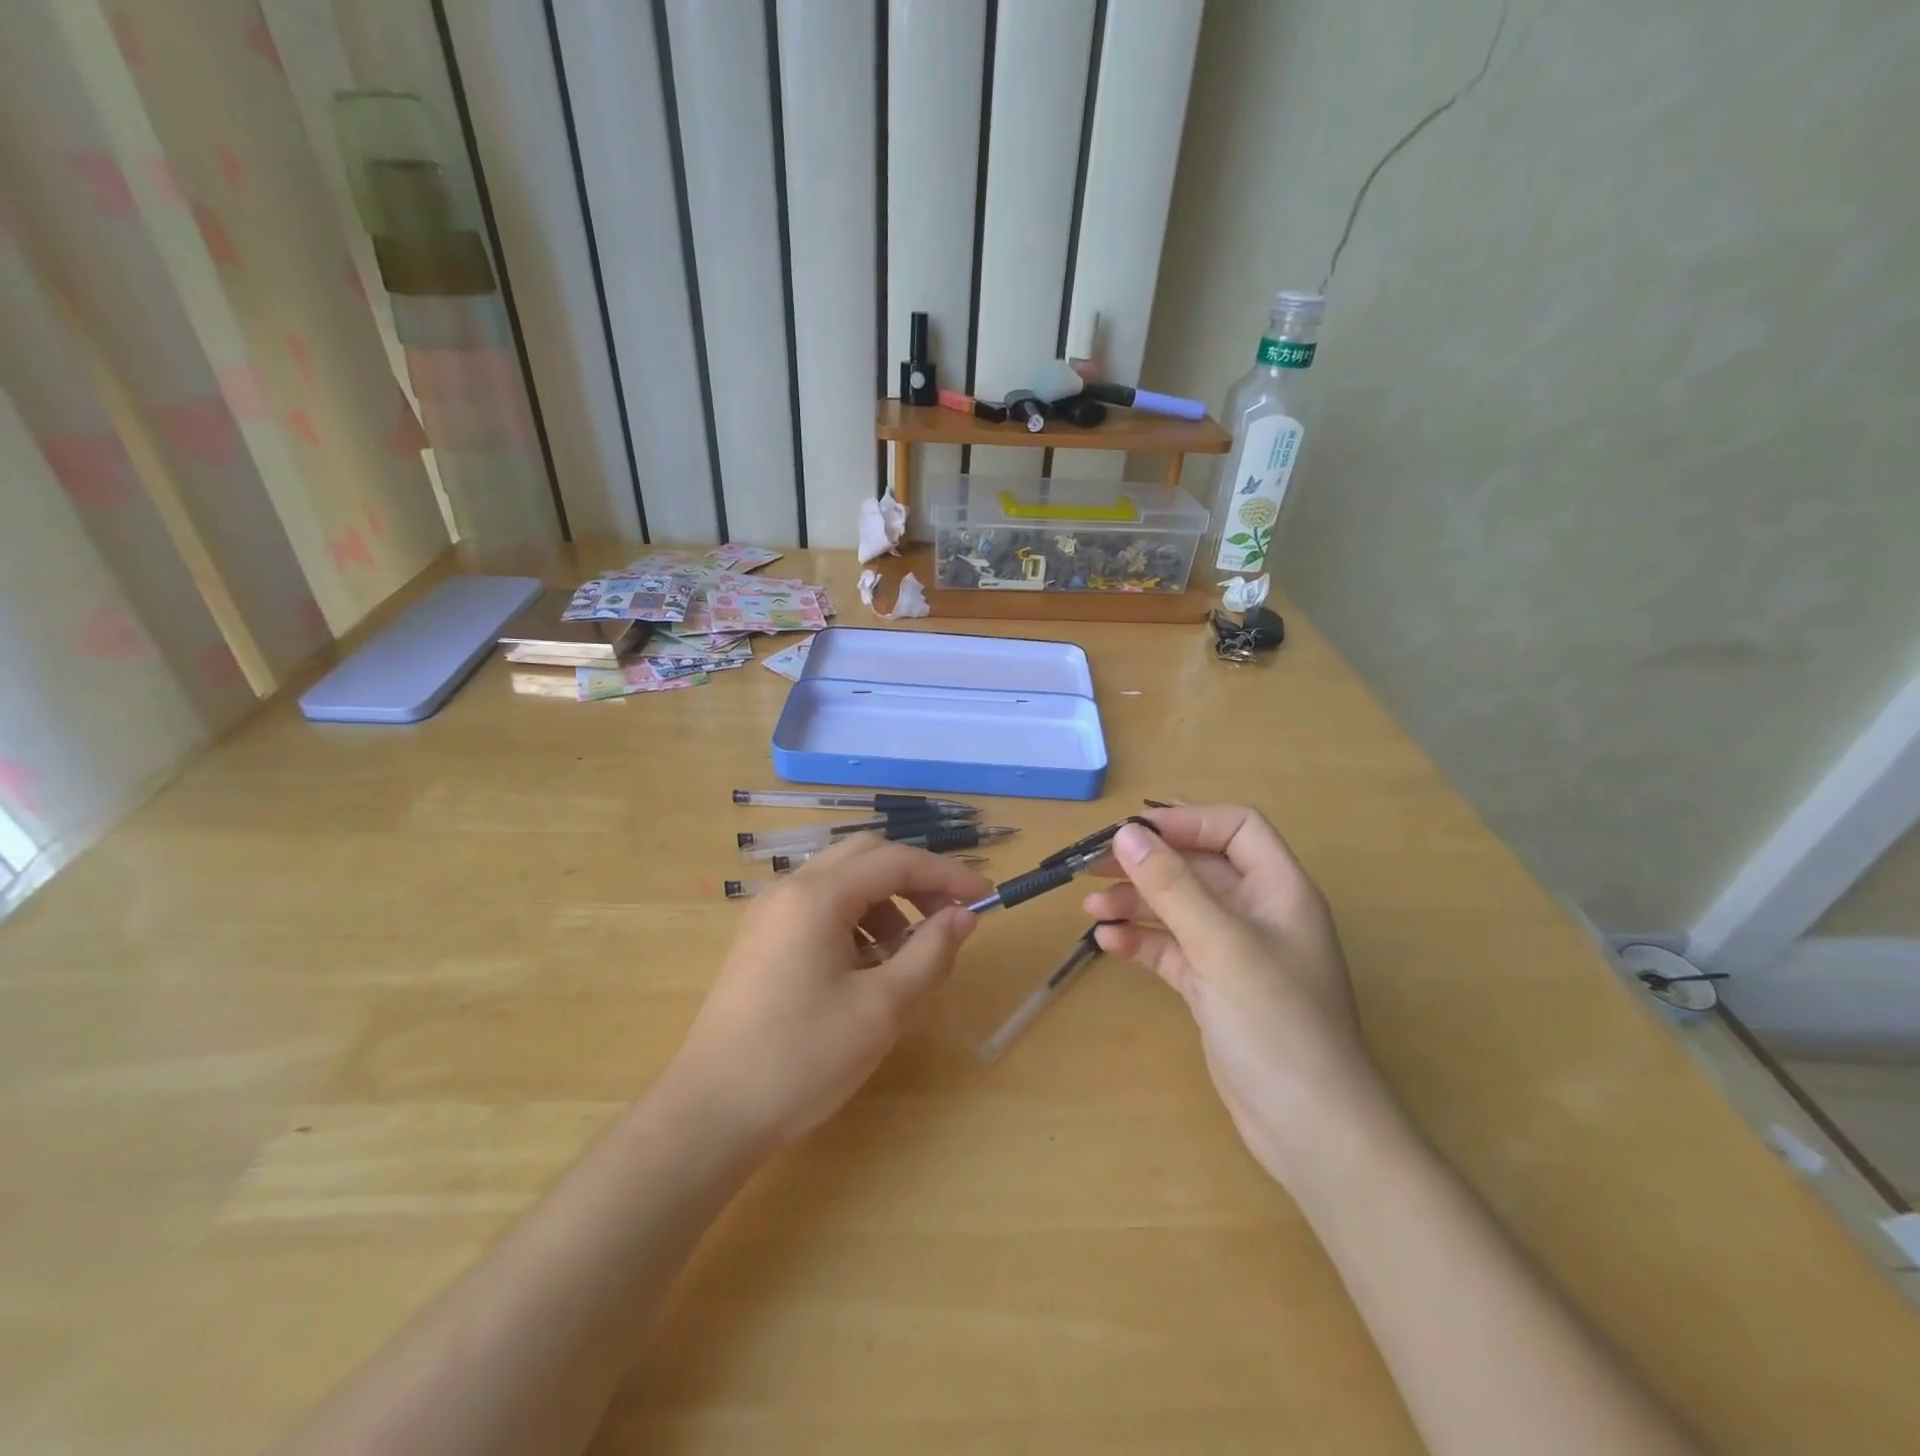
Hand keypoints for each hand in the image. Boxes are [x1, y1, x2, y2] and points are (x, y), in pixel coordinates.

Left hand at [666, 835, 989, 1154]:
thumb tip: (963, 917)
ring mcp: (769, 914)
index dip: (947, 875)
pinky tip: (866, 971)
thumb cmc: (801, 1059)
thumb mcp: (881, 1009)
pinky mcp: (761, 940)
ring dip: (885, 904)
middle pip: (866, 856)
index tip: (985, 898)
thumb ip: (929, 953)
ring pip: (843, 882)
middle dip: (915, 881)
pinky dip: (856, 923)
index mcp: (817, 896)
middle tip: (948, 920)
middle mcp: (789, 890)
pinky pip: (820, 909)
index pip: (896, 861)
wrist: (710, 1115)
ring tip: (906, 958)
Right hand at [1082, 806, 1394, 1187]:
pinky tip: (1108, 943)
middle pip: (1198, 867)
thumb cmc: (1278, 1025)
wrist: (1311, 1131)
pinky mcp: (1213, 988)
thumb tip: (1126, 834)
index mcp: (1279, 890)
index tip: (1133, 833)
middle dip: (1147, 864)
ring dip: (1135, 902)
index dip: (1186, 821)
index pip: (1235, 828)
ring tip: (1090, 909)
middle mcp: (1257, 913)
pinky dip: (1141, 941)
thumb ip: (1173, 886)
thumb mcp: (1222, 946)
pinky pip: (1171, 948)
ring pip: (1178, 908)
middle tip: (1092, 867)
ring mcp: (1233, 953)